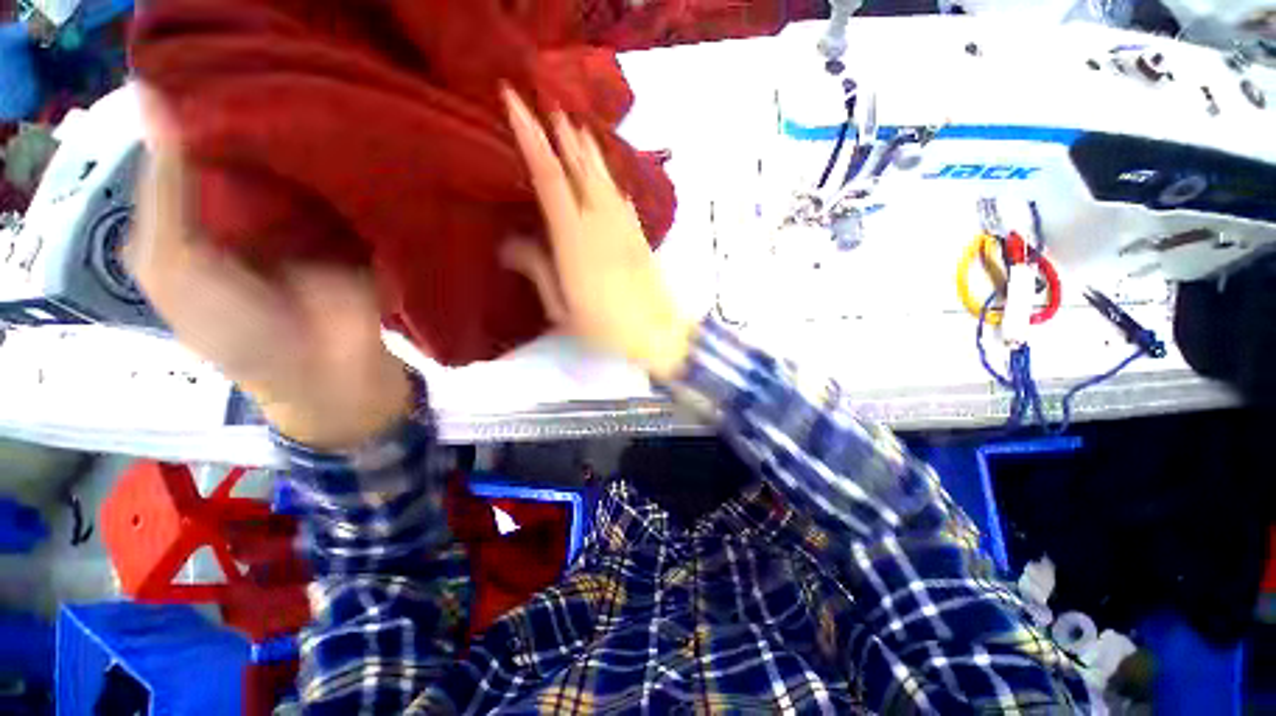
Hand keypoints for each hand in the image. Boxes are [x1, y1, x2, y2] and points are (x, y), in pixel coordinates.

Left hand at [129, 91, 410, 449]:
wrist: (325, 368)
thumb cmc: (236, 330)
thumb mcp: (174, 266)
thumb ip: (167, 193)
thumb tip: (159, 98)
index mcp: (195, 214)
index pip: (189, 145)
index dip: (195, 105)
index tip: (213, 58)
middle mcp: (245, 205)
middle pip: (245, 146)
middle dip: (251, 111)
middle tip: (267, 60)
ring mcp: (302, 215)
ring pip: (294, 162)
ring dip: (298, 132)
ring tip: (308, 82)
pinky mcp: (349, 227)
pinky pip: (339, 186)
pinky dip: (339, 162)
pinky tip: (343, 128)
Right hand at [500, 88, 694, 381]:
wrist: (655, 332)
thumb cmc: (604, 326)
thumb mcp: (562, 308)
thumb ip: (538, 270)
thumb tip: (512, 244)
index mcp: (574, 238)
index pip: (549, 176)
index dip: (531, 137)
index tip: (515, 103)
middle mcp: (600, 222)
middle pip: (579, 167)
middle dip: (561, 133)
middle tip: (546, 104)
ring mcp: (624, 226)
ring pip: (603, 176)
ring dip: (588, 148)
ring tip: (575, 125)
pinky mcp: (640, 234)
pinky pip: (621, 197)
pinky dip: (610, 178)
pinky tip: (606, 173)